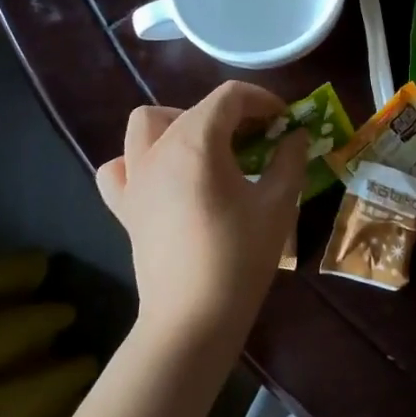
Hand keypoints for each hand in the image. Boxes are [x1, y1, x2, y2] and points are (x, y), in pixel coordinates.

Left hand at [96, 81, 308, 339]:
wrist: (193, 319)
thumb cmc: (240, 257)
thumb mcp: (278, 203)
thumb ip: (290, 159)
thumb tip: (296, 136)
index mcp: (196, 143)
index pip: (230, 97)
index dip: (263, 100)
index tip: (285, 121)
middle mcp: (159, 150)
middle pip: (195, 108)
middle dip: (232, 114)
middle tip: (259, 140)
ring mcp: (135, 178)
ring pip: (146, 124)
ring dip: (179, 124)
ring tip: (208, 149)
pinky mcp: (125, 207)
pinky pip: (120, 167)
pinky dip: (140, 161)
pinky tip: (164, 177)